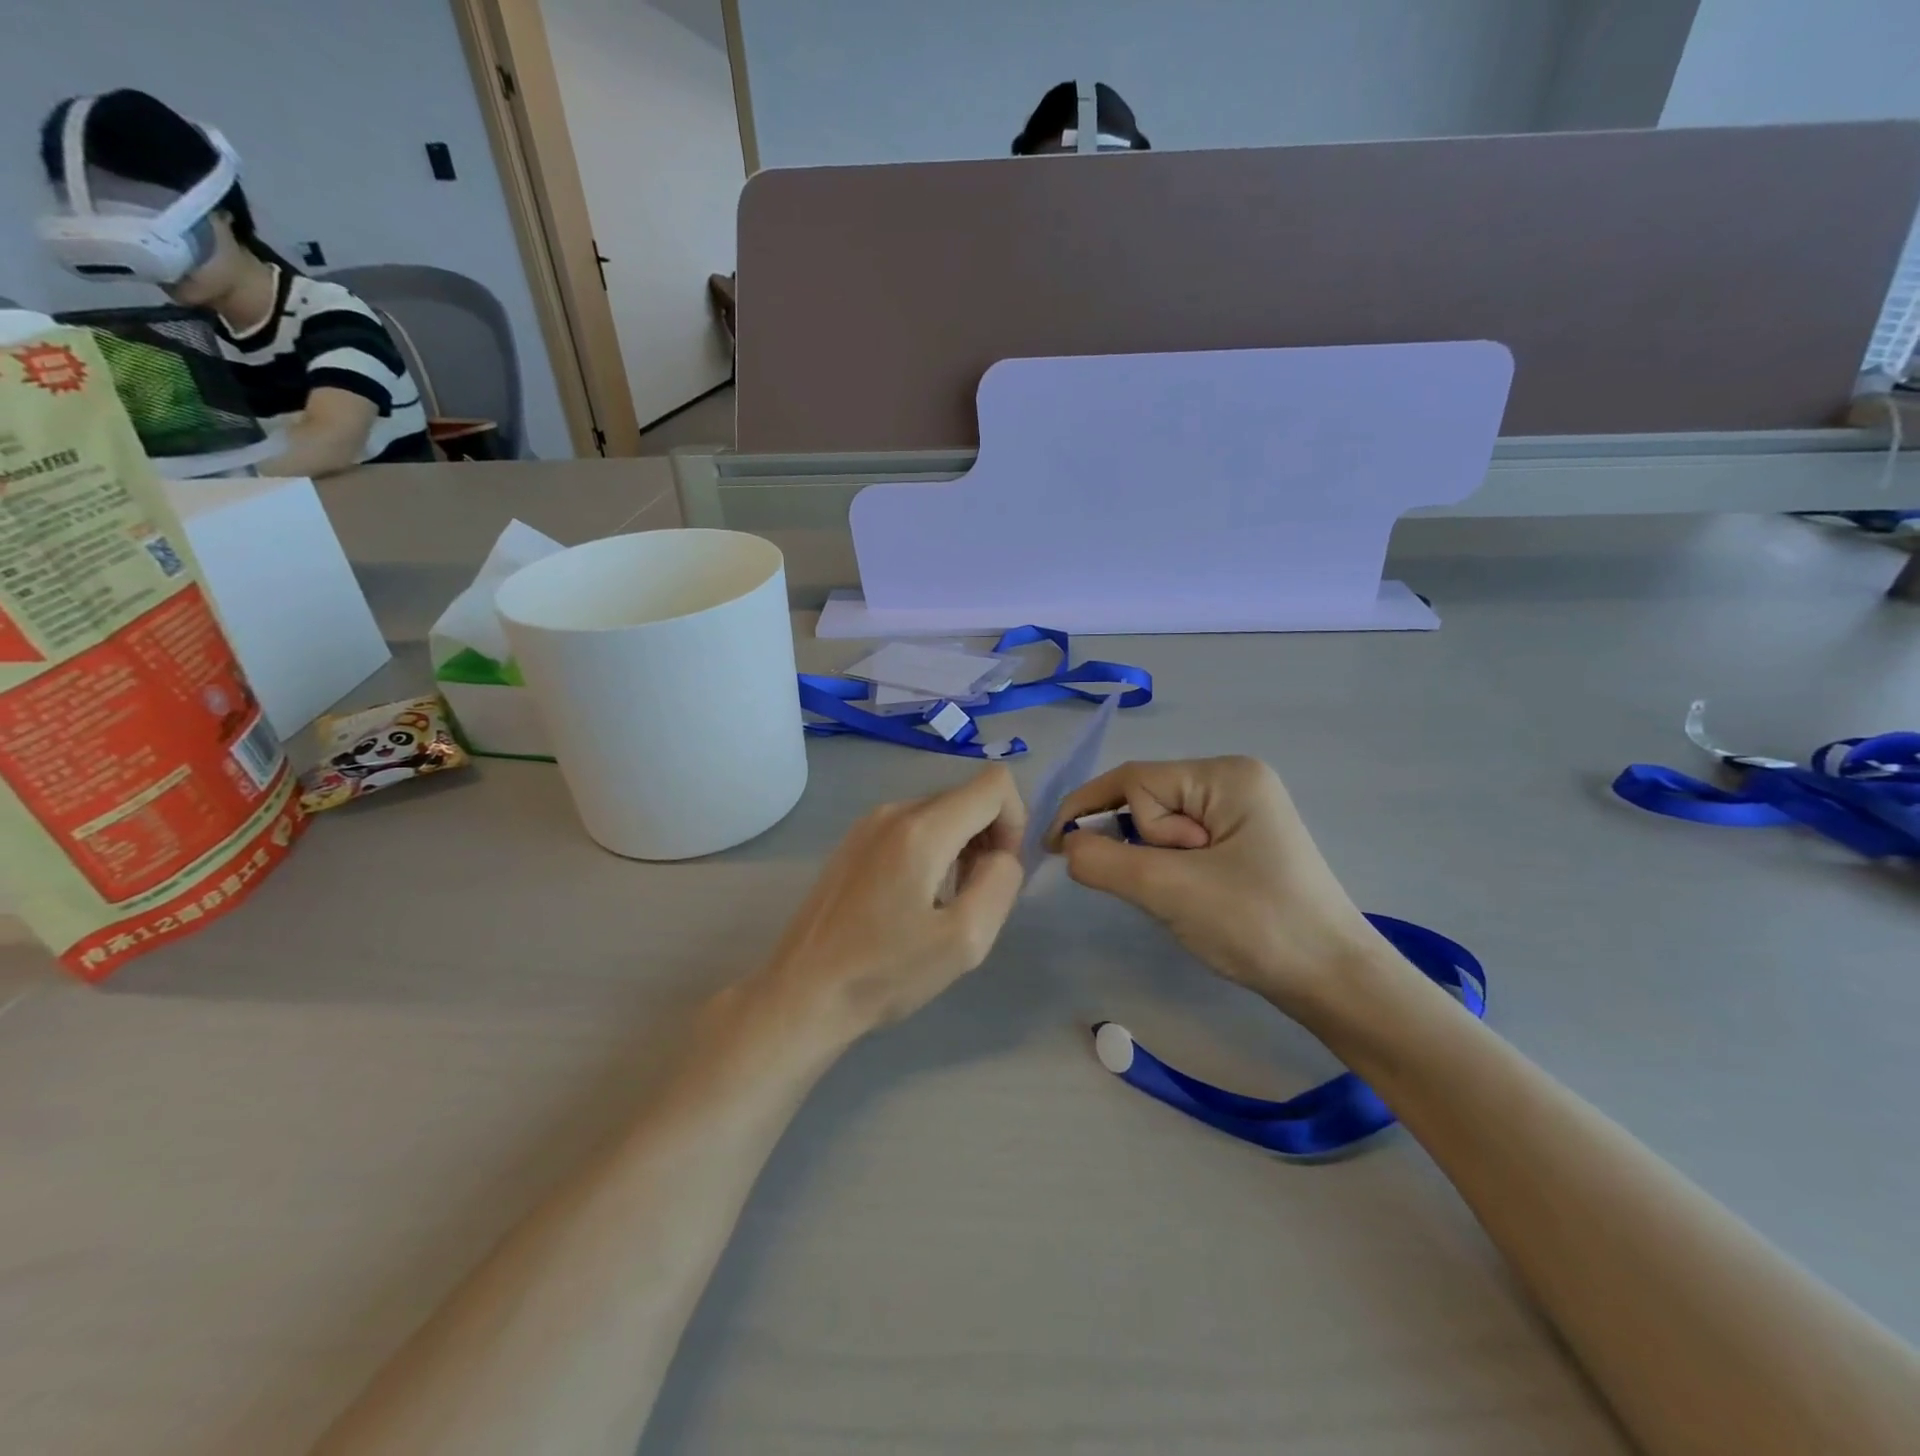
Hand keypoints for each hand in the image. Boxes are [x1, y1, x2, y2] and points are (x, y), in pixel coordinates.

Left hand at [764, 765, 1026, 1035]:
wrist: (803, 993)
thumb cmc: (885, 972)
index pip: (994, 784)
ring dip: (961, 847)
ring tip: (944, 903)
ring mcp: (867, 824)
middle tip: (975, 896)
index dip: (1015, 823)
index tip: (1000, 872)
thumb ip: (1000, 883)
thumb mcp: (965, 939)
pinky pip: (911, 828)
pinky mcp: (853, 842)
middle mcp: (893, 811)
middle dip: (988, 838)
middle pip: (966, 797)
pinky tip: (914, 900)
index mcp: (921, 829)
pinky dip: (932, 851)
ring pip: (940, 813)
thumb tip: (1002, 854)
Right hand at [1048, 757, 1393, 1018]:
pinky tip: (1194, 897)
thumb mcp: (1170, 890)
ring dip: (1157, 863)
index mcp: (1226, 775)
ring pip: (1161, 827)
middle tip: (1176, 888)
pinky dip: (1171, 870)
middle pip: (1148, 800)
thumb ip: (1105, 861)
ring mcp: (1242, 812)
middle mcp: (1235, 781)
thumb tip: (1067, 845)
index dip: (1088, 808)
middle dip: (1142, 845)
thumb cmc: (1258, 926)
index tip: (1054, 848)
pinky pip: (1182, 844)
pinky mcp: (1243, 842)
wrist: (1335, 983)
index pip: (1135, 780)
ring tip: (1190, 898)